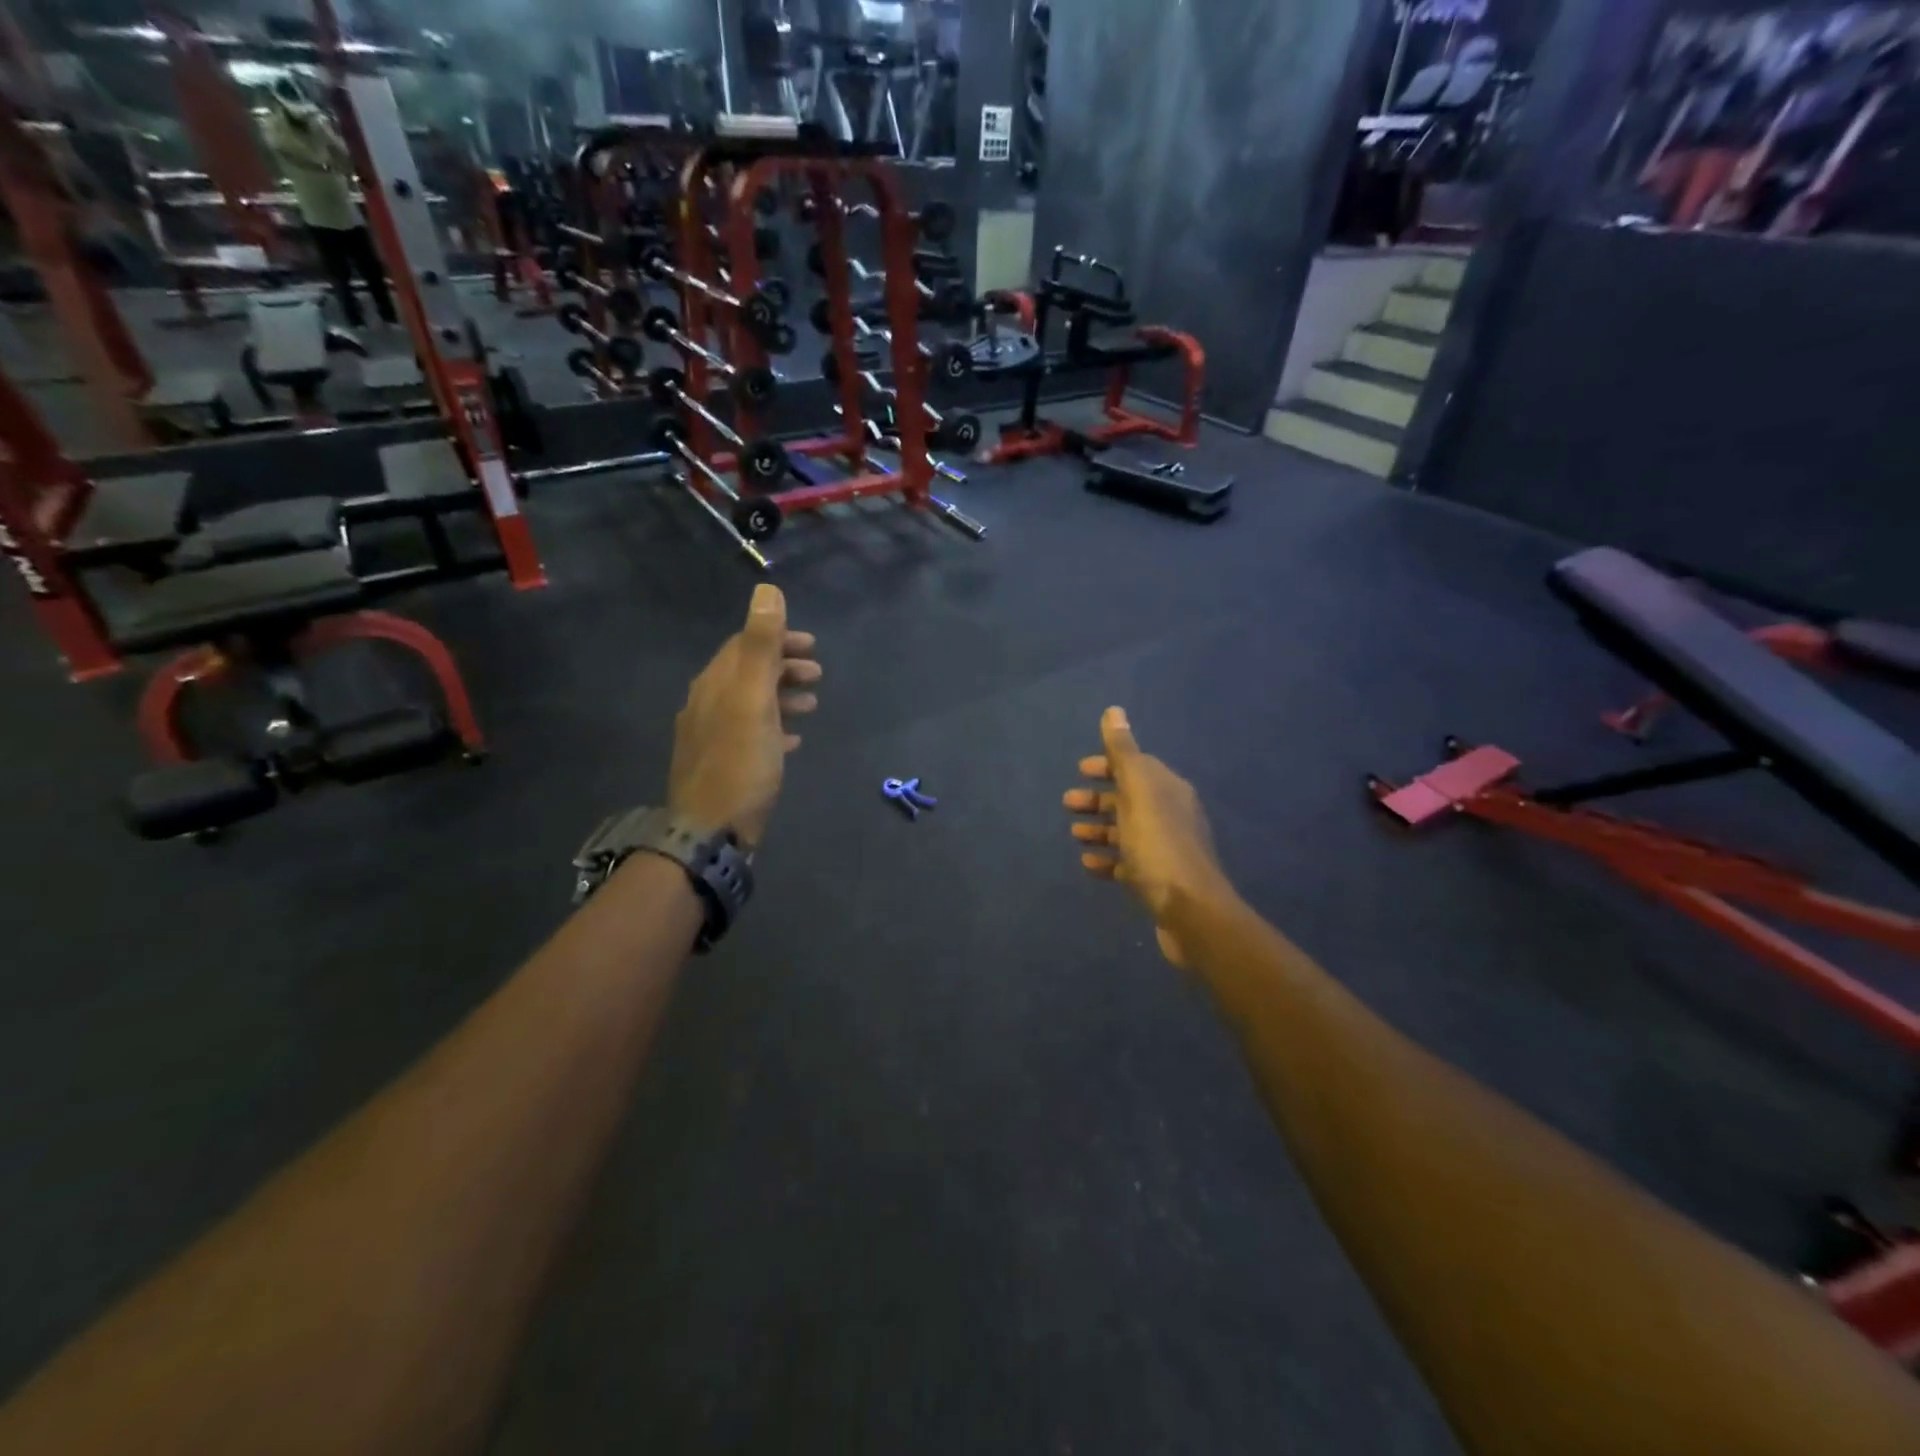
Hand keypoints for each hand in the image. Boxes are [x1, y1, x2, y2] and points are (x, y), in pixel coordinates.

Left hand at [667, 584, 821, 848]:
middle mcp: (707, 705)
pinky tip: (793, 741)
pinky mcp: (722, 766)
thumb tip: (766, 590)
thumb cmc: (739, 763)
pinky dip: (775, 728)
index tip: (812, 644)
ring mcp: (712, 737)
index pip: (744, 645)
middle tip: (818, 674)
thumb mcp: (753, 700)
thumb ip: (760, 645)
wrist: (710, 832)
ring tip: (813, 705)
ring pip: (751, 704)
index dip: (778, 639)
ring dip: (782, 697)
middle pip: (748, 674)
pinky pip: (751, 735)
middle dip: (784, 667)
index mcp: (715, 684)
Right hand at [1064, 707, 1232, 967]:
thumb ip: (1123, 753)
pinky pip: (1126, 863)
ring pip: (1126, 831)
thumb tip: (1114, 711)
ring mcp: (1165, 849)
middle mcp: (1170, 814)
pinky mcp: (1157, 880)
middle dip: (1098, 799)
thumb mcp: (1138, 791)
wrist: (1190, 910)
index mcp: (1168, 789)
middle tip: (1067, 804)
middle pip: (1128, 799)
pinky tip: (1088, 864)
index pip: (1137, 766)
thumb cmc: (1159, 845)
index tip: (1079, 771)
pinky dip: (1106, 860)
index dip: (1108, 765)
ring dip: (1099, 828)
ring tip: (1075, 835)